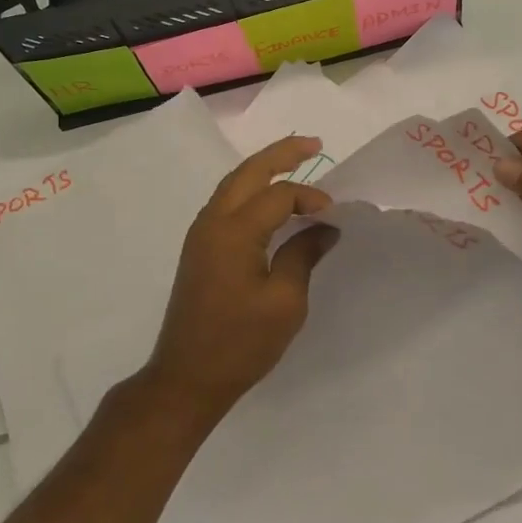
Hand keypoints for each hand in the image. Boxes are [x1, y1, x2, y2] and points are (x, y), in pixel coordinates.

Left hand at [144, 136, 340, 419]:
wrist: (187, 378)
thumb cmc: (240, 343)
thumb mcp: (284, 301)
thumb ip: (303, 255)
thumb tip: (324, 228)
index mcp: (234, 231)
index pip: (278, 196)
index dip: (310, 198)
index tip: (334, 216)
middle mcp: (212, 223)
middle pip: (247, 173)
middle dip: (280, 154)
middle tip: (313, 144)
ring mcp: (200, 236)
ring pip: (233, 185)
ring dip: (262, 170)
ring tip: (294, 161)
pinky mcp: (199, 250)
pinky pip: (226, 205)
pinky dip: (250, 192)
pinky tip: (269, 201)